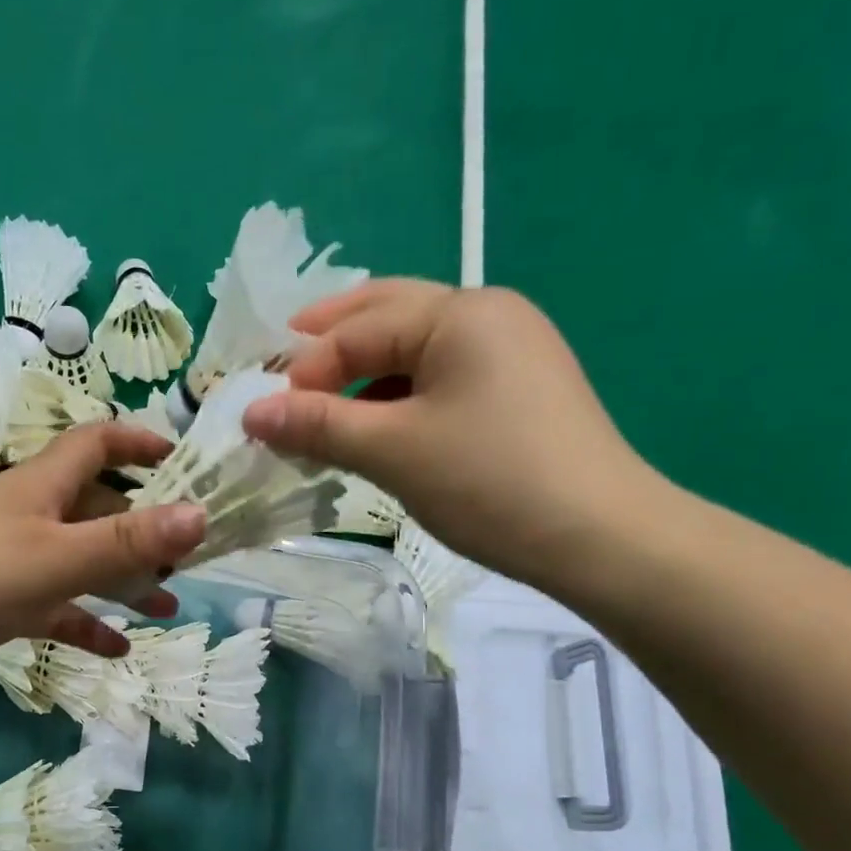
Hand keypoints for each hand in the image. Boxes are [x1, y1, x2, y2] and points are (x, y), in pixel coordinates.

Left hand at [0, 423, 205, 703]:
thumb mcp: (54, 559)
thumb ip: (126, 539)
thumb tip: (201, 514)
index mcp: (39, 487)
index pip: (95, 443)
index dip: (139, 441)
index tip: (185, 461)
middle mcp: (28, 516)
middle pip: (97, 507)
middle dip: (145, 526)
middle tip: (191, 556)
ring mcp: (12, 562)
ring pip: (81, 562)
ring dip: (123, 580)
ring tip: (168, 606)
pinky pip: (55, 609)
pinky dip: (86, 622)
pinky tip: (119, 648)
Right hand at [242, 280, 664, 586]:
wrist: (600, 537)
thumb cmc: (489, 481)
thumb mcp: (393, 450)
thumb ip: (318, 425)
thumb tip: (250, 413)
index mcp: (460, 313)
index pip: (359, 329)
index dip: (305, 369)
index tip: (264, 414)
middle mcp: (488, 315)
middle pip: (390, 314)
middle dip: (332, 340)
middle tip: (281, 364)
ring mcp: (511, 352)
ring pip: (416, 350)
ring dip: (364, 373)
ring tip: (322, 403)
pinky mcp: (519, 391)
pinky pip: (441, 378)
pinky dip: (399, 396)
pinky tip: (378, 425)